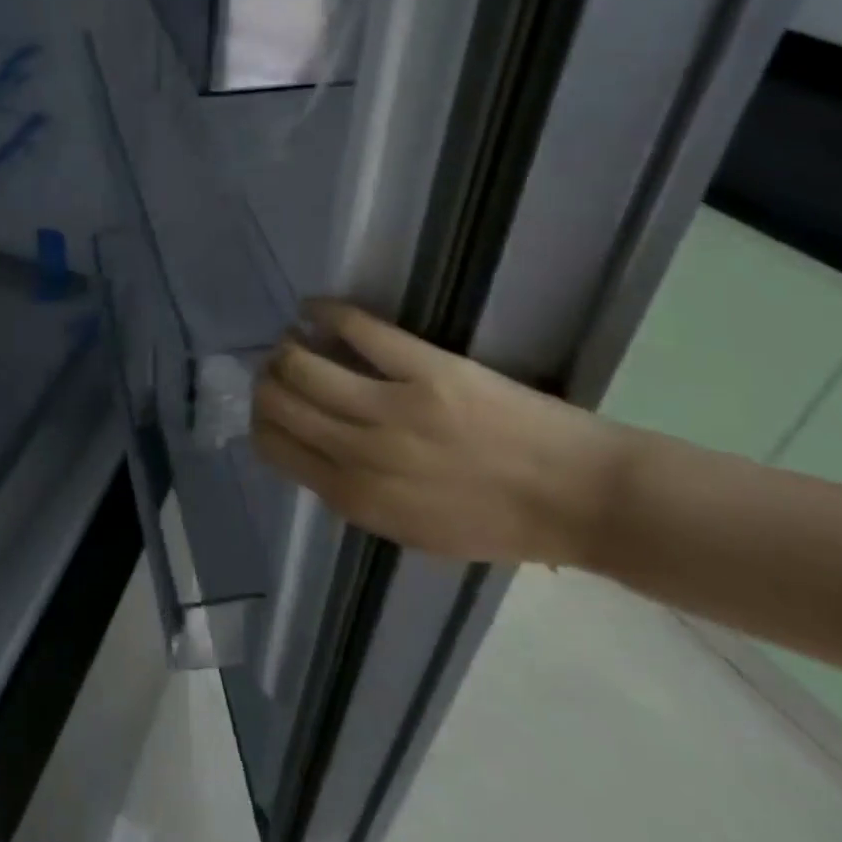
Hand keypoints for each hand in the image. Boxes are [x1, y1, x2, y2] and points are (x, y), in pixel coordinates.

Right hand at [253, 301, 630, 565]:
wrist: (579, 497)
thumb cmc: (498, 524)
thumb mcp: (412, 532)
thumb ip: (354, 496)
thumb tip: (311, 450)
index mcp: (356, 499)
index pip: (275, 447)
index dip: (262, 420)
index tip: (271, 405)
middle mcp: (361, 453)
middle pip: (280, 401)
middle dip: (268, 380)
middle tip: (279, 368)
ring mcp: (392, 407)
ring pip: (304, 364)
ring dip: (287, 347)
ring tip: (295, 339)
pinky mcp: (425, 368)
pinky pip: (356, 328)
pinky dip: (324, 312)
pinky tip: (314, 309)